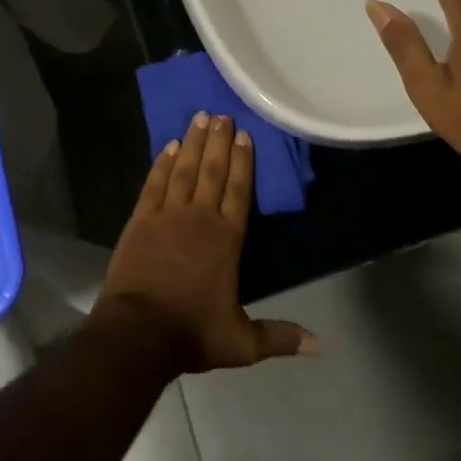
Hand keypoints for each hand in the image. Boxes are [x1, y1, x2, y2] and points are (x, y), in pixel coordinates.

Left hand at [94, 113, 316, 373]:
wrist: (138, 333)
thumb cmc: (192, 333)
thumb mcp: (242, 343)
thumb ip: (280, 337)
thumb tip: (322, 345)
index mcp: (226, 239)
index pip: (239, 191)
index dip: (243, 162)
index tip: (245, 135)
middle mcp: (199, 217)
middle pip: (212, 171)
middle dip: (219, 141)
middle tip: (223, 115)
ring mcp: (167, 215)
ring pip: (184, 169)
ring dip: (193, 142)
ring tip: (199, 117)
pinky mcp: (140, 219)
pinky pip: (155, 183)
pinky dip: (163, 163)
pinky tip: (169, 146)